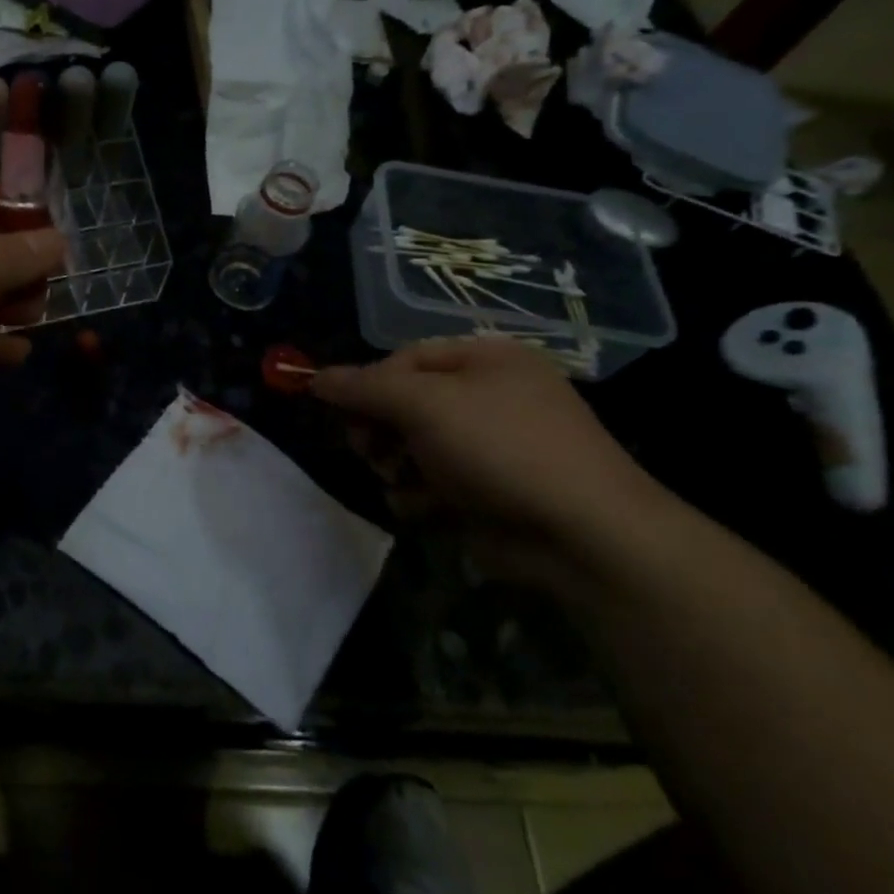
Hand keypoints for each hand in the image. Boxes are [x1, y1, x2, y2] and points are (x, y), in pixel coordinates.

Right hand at [312, 338, 660, 544]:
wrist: (579, 535)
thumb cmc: (501, 448)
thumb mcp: (425, 405)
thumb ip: (364, 388)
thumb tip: (314, 377)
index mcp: (485, 360)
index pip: (404, 359)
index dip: (367, 382)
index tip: (336, 410)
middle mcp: (486, 398)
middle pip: (403, 404)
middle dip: (379, 429)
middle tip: (371, 449)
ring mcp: (486, 448)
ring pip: (408, 448)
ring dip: (395, 466)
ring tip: (406, 481)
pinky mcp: (482, 493)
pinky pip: (427, 484)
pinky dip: (419, 496)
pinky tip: (428, 509)